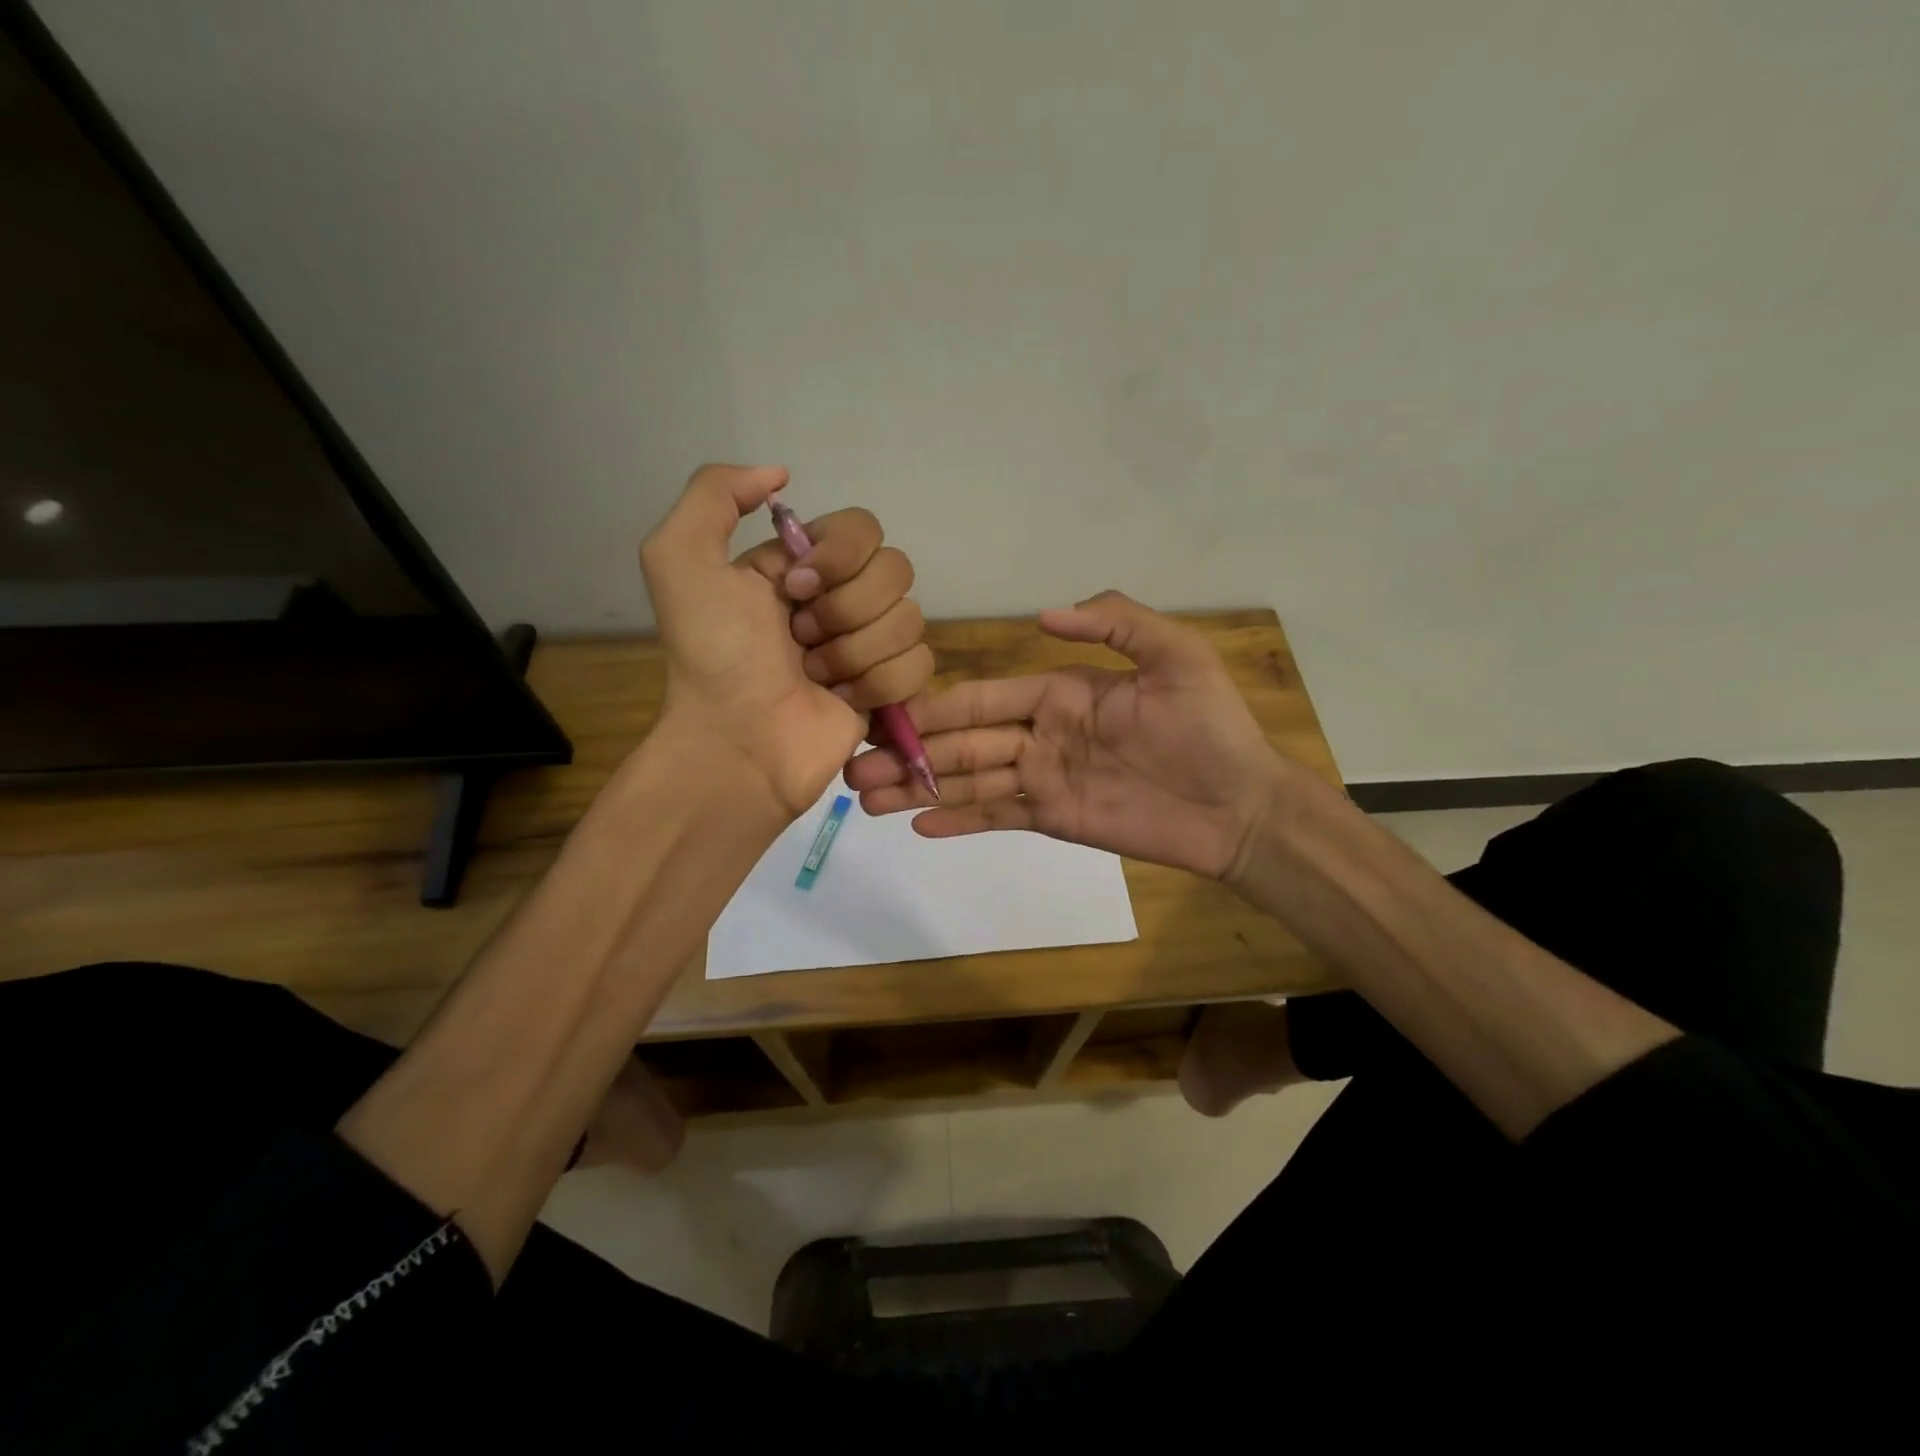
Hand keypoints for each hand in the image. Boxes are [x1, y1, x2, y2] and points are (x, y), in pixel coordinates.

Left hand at [640, 464, 933, 816]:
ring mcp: (870, 644)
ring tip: (814, 676)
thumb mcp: (679, 559)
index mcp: (803, 563)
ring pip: (910, 619)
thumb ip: (714, 493)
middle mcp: (843, 597)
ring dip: (855, 653)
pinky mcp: (891, 688)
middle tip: (799, 639)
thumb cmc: (713, 656)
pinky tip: (841, 700)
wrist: (737, 743)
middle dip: (845, 610)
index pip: (864, 527)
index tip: (794, 589)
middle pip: (896, 571)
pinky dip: (879, 684)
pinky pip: (921, 664)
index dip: (839, 556)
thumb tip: (781, 474)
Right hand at [846, 591, 1285, 880]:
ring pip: (969, 781)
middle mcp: (1041, 733)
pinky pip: (997, 817)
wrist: (1239, 806)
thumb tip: (1042, 615)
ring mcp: (1044, 779)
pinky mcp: (1054, 819)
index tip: (885, 717)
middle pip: (962, 743)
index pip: (983, 698)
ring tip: (866, 799)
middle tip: (852, 767)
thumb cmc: (1210, 727)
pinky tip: (918, 826)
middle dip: (908, 755)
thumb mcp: (1175, 656)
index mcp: (1059, 692)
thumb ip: (1115, 622)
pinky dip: (959, 821)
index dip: (935, 709)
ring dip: (917, 789)